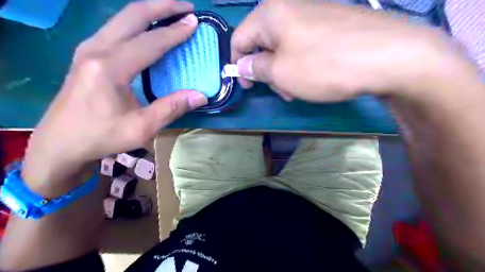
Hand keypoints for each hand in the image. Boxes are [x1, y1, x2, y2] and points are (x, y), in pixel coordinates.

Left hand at [23, 0, 206, 194]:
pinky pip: (116, 28)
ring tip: (171, 11)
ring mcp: (88, 49)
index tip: (194, 22)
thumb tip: (200, 95)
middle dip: (161, 6)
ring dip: (149, 11)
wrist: (60, 143)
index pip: (150, 42)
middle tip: (185, 7)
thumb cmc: (102, 136)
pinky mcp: (87, 54)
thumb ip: (172, 108)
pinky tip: (149, 28)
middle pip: (132, 15)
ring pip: (122, 18)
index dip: (174, 32)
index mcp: (111, 67)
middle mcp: (96, 49)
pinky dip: (137, 22)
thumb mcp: (142, 127)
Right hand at [231, 0, 473, 101]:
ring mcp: (312, 14)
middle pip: (262, 43)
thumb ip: (255, 67)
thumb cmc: (324, 66)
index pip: (239, 38)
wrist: (390, 55)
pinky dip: (300, 64)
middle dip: (266, 70)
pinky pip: (303, 45)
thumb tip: (243, 64)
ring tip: (297, 89)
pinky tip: (312, 77)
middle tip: (280, 91)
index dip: (237, 63)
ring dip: (283, 71)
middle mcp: (289, 7)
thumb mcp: (280, 72)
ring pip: (283, 47)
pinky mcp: (330, 24)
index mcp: (271, 14)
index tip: (246, 84)